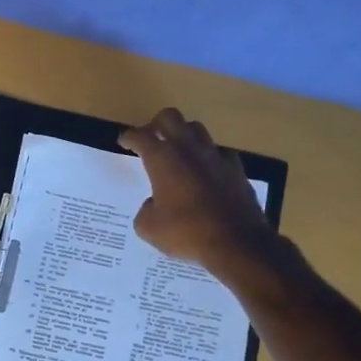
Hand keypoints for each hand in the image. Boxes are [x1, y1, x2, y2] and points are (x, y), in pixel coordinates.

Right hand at [119, 108, 277, 272]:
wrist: (236, 243)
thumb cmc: (186, 232)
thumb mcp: (149, 228)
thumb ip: (145, 210)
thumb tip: (153, 205)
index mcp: (162, 159)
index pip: (140, 136)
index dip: (129, 137)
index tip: (124, 141)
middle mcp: (188, 149)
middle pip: (170, 117)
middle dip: (157, 124)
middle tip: (151, 138)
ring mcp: (215, 156)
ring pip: (197, 129)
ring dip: (184, 135)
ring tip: (179, 151)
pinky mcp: (236, 169)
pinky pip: (220, 153)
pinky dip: (209, 157)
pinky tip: (207, 171)